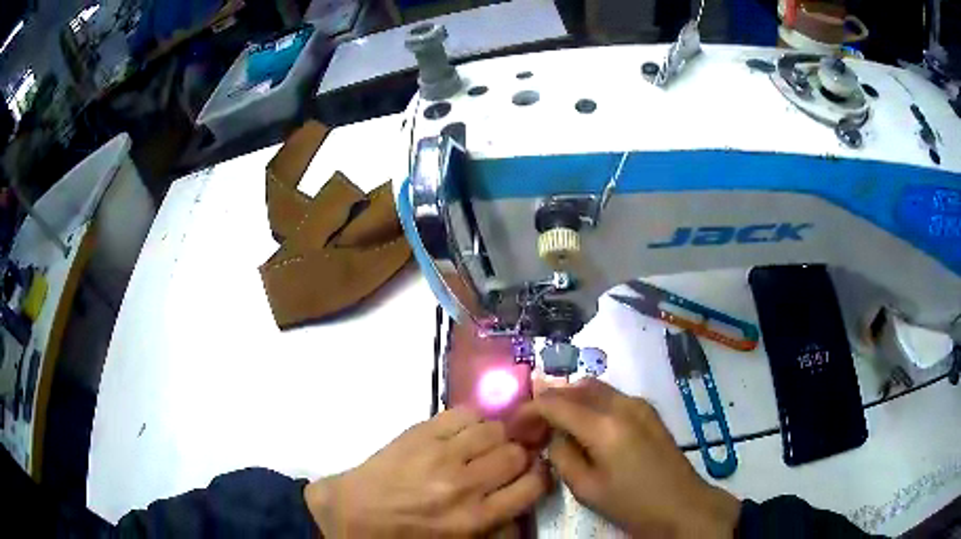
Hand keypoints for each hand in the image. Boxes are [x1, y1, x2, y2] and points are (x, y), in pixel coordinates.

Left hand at [304, 407, 549, 536]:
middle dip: (518, 455)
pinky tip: (464, 431)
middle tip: (506, 459)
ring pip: (494, 428)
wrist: (353, 514)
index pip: (532, 485)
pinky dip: (473, 419)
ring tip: (483, 444)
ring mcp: (441, 454)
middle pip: (516, 453)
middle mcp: (464, 484)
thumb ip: (497, 525)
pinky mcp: (420, 432)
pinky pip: (464, 412)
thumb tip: (522, 499)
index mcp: (475, 518)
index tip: (532, 472)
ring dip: (496, 435)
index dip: (539, 476)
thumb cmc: (406, 534)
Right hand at [526, 379, 739, 537]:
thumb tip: (554, 436)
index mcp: (604, 425)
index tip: (513, 424)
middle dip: (549, 401)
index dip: (528, 410)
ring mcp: (638, 403)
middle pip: (574, 388)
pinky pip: (611, 396)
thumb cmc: (631, 503)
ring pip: (593, 388)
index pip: (554, 403)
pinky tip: (586, 426)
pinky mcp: (648, 410)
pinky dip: (591, 403)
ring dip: (570, 399)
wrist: (681, 504)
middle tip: (533, 425)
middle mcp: (622, 404)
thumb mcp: (586, 488)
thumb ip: (562, 455)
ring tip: (556, 424)